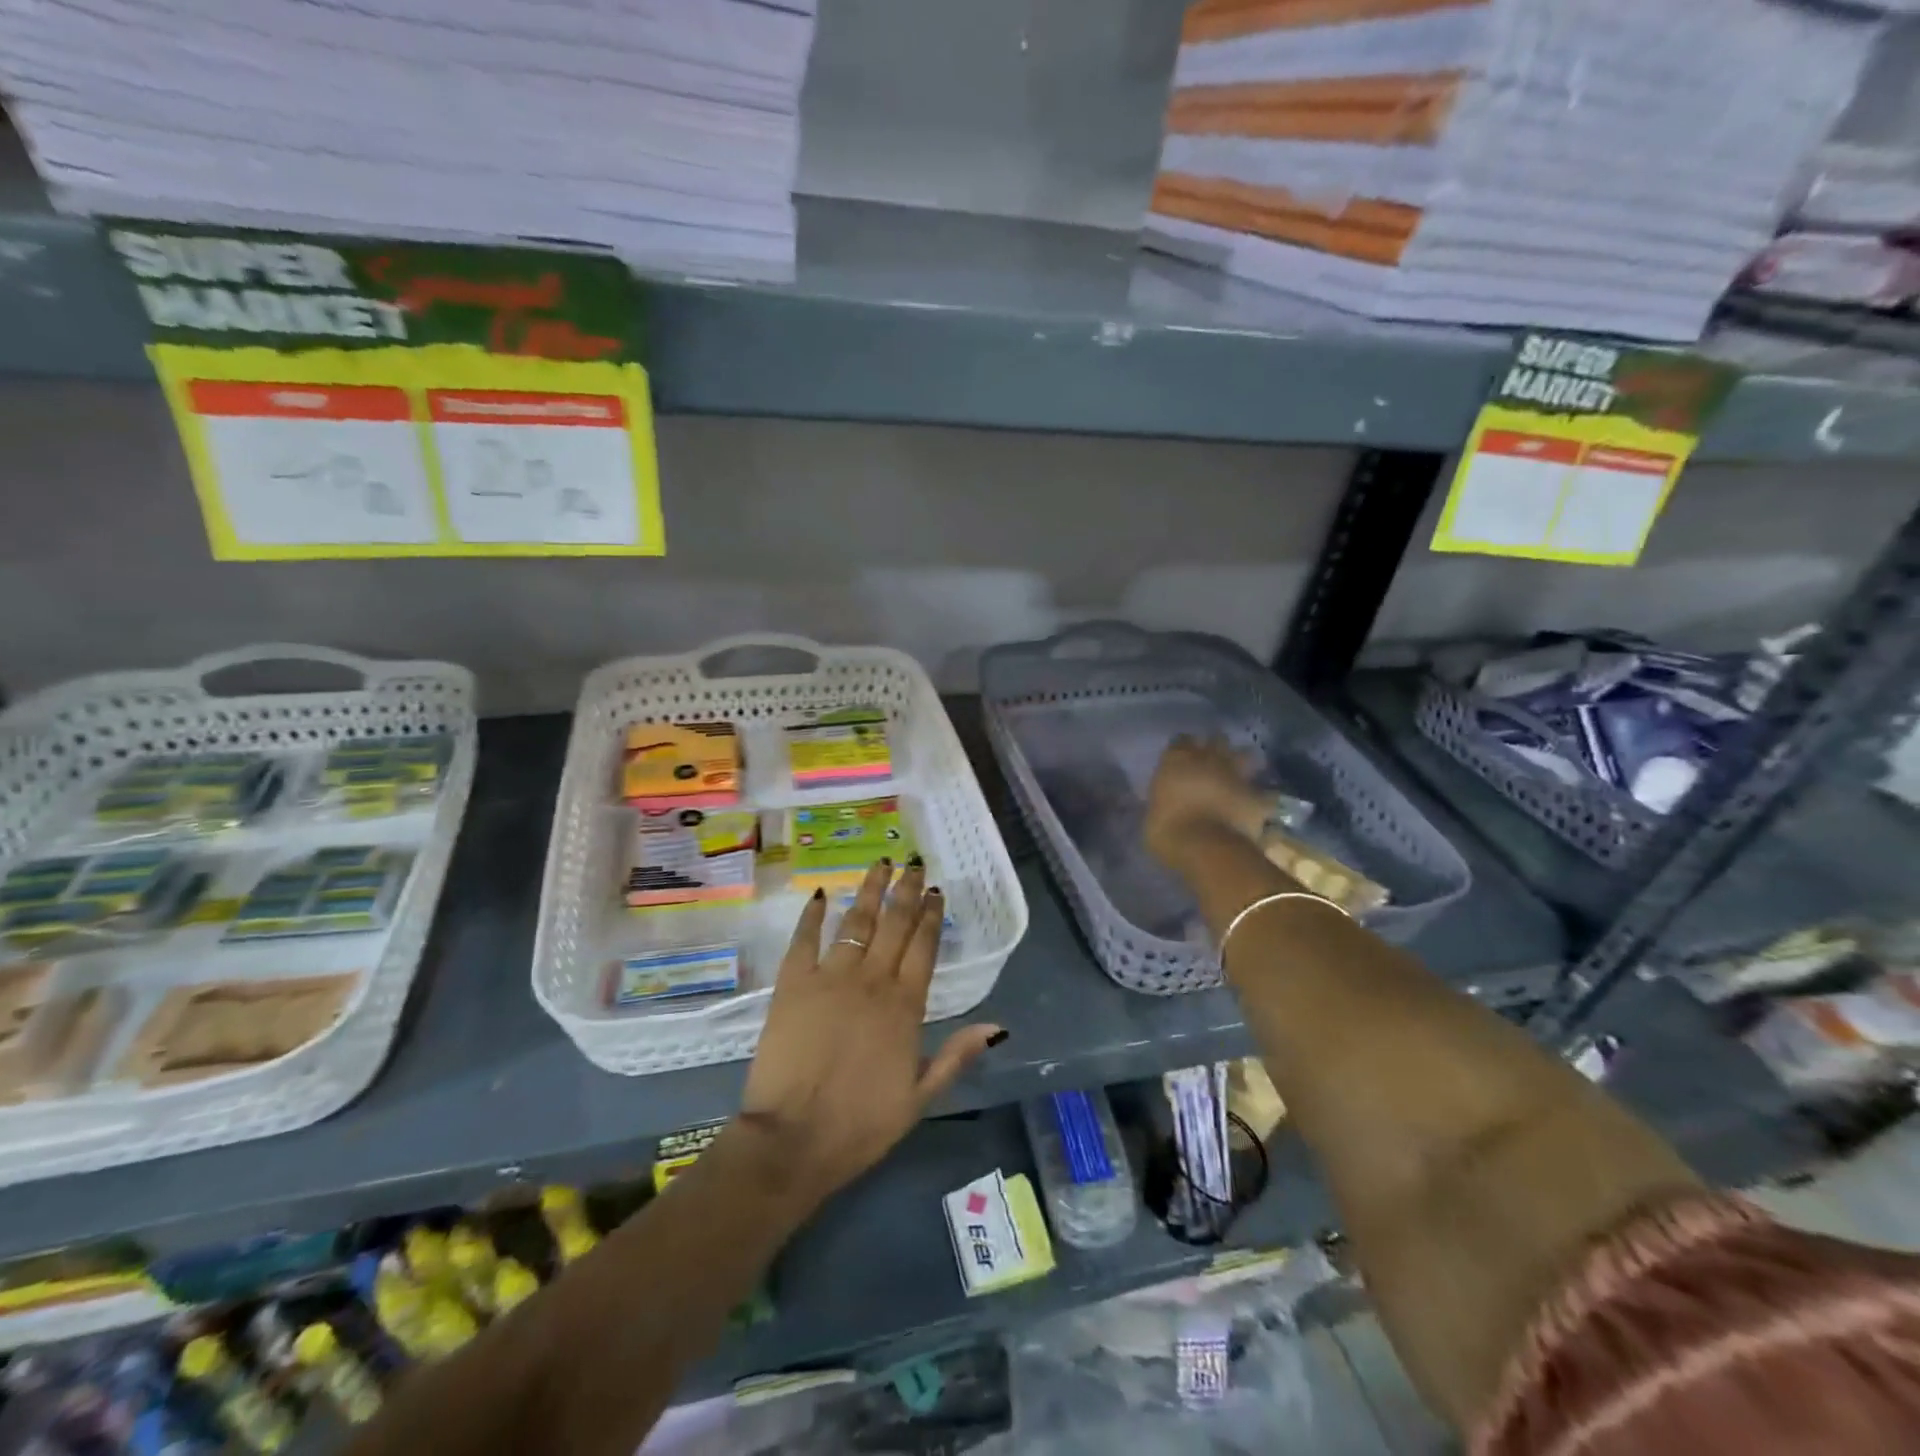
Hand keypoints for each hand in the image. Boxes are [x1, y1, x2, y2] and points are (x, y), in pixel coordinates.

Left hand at [730, 859, 1003, 1214]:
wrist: (794, 1139)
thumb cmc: (861, 1124)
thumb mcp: (920, 1096)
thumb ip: (957, 1055)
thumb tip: (997, 1026)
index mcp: (905, 1005)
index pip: (924, 947)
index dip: (932, 916)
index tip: (937, 891)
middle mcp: (872, 980)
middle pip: (894, 924)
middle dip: (906, 891)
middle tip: (914, 864)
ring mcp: (830, 977)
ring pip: (856, 920)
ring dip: (870, 890)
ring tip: (880, 864)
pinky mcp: (793, 983)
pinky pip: (804, 939)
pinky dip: (812, 915)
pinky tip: (819, 894)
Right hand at [1143, 734, 1276, 869]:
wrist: (1202, 845)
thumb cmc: (1165, 828)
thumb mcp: (1153, 811)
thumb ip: (1164, 798)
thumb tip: (1168, 801)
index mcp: (1177, 759)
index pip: (1181, 740)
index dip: (1183, 748)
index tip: (1182, 759)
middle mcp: (1208, 758)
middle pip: (1218, 739)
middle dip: (1217, 748)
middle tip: (1213, 762)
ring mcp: (1236, 775)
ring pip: (1246, 756)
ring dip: (1243, 763)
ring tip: (1239, 776)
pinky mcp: (1257, 796)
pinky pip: (1264, 793)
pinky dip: (1261, 799)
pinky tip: (1258, 806)